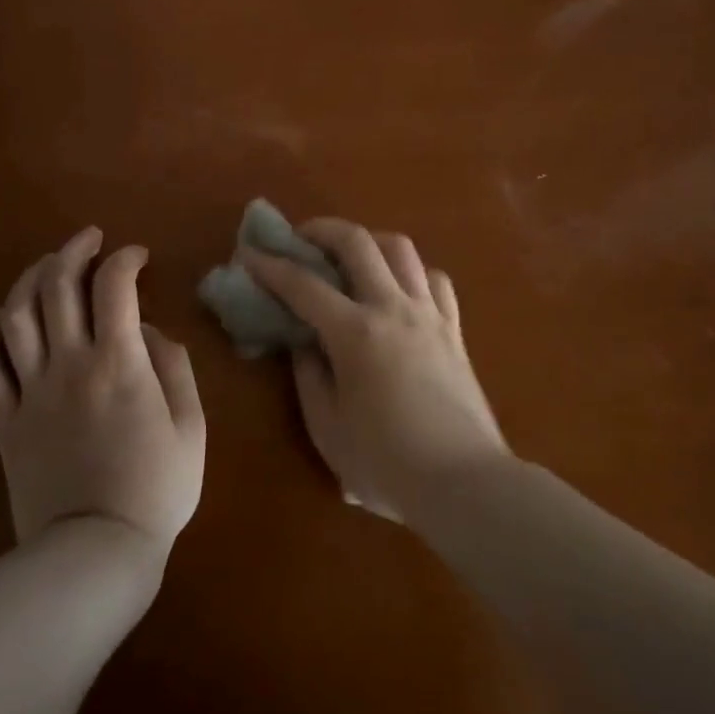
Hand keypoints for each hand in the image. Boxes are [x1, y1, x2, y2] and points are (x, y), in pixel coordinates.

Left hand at [0, 228, 204, 561]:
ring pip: (16, 313)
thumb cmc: (156, 489)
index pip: (115, 286)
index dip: (125, 259)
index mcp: (120, 363)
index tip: (138, 257)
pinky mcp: (4, 419)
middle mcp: (69, 364)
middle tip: (91, 240)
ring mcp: (30, 390)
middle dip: (74, 250)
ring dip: (32, 277)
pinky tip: (7, 317)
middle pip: (57, 285)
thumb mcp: (191, 426)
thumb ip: (174, 368)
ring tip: (50, 266)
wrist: (95, 553)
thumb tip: (150, 332)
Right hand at [241, 218, 508, 518]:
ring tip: (351, 256)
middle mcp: (393, 308)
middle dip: (322, 230)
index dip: (271, 266)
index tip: (249, 253)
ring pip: (401, 248)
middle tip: (301, 239)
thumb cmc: (387, 464)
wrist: (465, 483)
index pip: (303, 285)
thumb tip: (304, 343)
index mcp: (355, 333)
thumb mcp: (328, 428)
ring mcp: (429, 313)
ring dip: (369, 241)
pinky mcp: (454, 329)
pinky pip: (435, 280)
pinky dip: (411, 272)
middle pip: (358, 242)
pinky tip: (400, 288)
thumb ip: (309, 377)